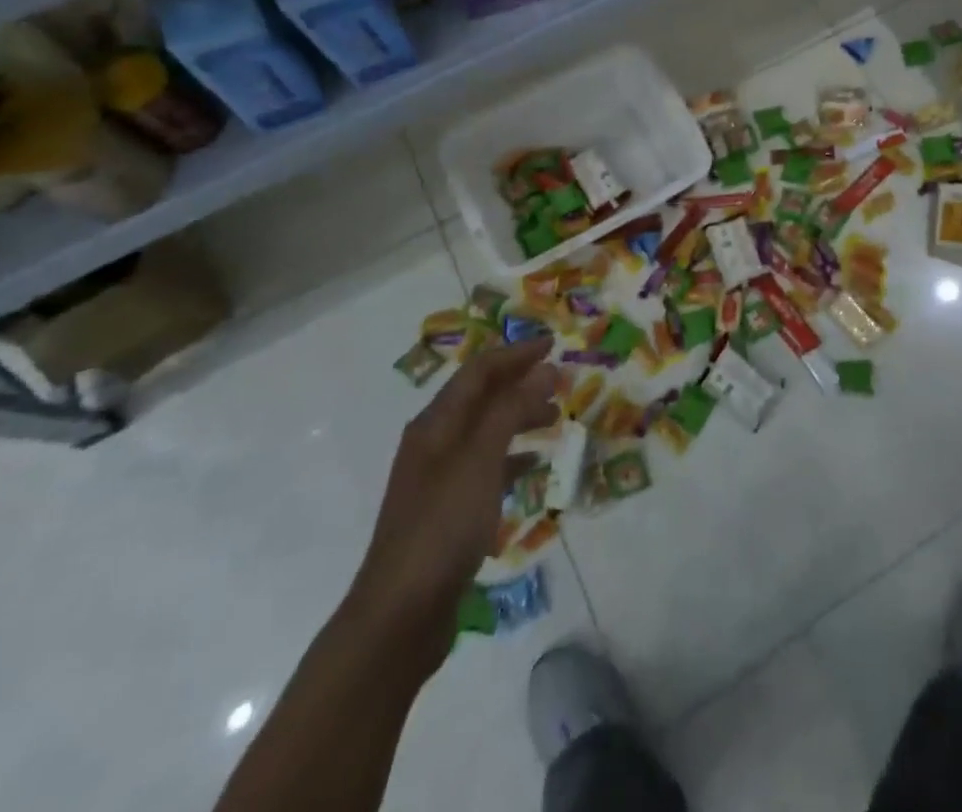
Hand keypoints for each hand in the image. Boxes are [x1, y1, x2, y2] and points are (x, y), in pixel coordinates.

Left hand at [343, 338, 559, 667]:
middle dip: (521, 383)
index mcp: (435, 425)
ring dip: (519, 417)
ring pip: (486, 431)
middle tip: (563, 382)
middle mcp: (434, 444)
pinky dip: (512, 456)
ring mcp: (439, 479)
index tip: (554, 344)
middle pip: (481, 398)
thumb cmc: (441, 527)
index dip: (516, 354)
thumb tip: (544, 368)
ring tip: (555, 419)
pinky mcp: (448, 512)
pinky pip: (486, 466)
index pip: (479, 372)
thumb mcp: (480, 460)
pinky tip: (534, 466)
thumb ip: (511, 410)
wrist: (399, 618)